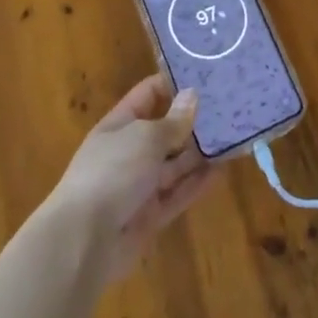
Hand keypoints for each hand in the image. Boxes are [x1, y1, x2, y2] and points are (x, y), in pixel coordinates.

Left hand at [47, 74, 216, 279]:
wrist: (84, 240)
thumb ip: (173, 120)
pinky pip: (178, 194)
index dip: (173, 84)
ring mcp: (139, 186)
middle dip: (193, 121)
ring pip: (175, 164)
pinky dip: (198, 183)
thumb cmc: (112, 172)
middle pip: (165, 131)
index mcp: (119, 125)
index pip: (148, 95)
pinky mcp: (150, 216)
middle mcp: (129, 152)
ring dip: (200, 153)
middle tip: (229, 108)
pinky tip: (222, 171)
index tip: (205, 77)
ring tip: (233, 137)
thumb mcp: (145, 138)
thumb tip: (192, 95)